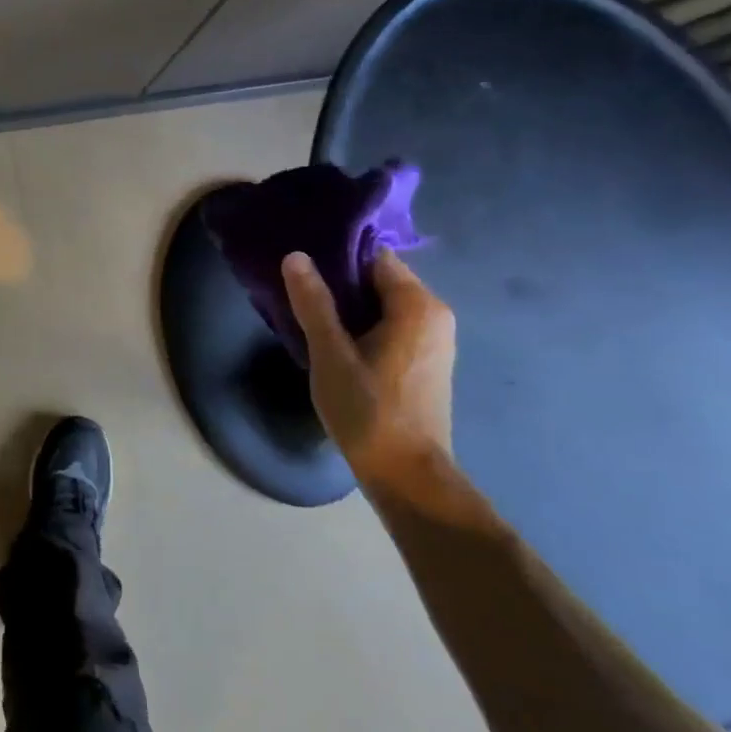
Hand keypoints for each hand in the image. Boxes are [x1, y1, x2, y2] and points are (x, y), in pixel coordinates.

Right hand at [282, 249, 455, 496]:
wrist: (406, 475)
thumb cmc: (368, 410)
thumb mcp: (331, 354)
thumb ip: (314, 303)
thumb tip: (296, 256)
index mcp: (417, 305)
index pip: (375, 257)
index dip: (337, 257)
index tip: (303, 265)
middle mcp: (434, 316)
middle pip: (379, 280)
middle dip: (339, 283)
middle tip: (297, 291)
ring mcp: (434, 341)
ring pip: (383, 305)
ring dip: (348, 307)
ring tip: (309, 315)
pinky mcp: (425, 363)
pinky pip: (390, 327)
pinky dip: (363, 327)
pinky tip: (334, 343)